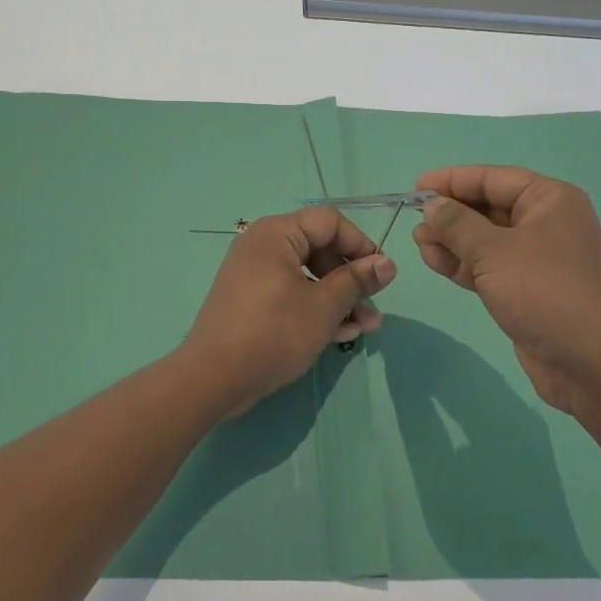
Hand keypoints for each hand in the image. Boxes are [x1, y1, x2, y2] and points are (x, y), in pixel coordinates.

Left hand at [181, 208, 396, 414]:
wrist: (213, 378)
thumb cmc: (273, 332)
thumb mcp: (323, 307)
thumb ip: (356, 281)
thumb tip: (387, 263)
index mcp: (276, 233)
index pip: (329, 222)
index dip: (360, 244)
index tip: (381, 274)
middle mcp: (263, 246)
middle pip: (319, 249)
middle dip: (351, 279)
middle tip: (373, 306)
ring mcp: (255, 274)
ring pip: (308, 276)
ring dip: (339, 299)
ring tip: (366, 327)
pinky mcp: (252, 302)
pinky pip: (291, 294)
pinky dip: (315, 309)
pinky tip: (341, 334)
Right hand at [412, 166, 600, 417]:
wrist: (592, 365)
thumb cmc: (545, 293)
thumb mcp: (494, 252)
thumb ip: (457, 224)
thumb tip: (432, 203)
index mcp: (549, 200)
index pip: (493, 179)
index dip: (452, 180)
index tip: (416, 187)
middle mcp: (546, 223)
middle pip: (488, 207)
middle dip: (450, 213)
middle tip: (414, 220)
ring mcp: (537, 259)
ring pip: (485, 239)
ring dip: (452, 239)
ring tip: (418, 242)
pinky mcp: (527, 290)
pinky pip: (489, 266)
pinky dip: (462, 263)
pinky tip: (434, 261)